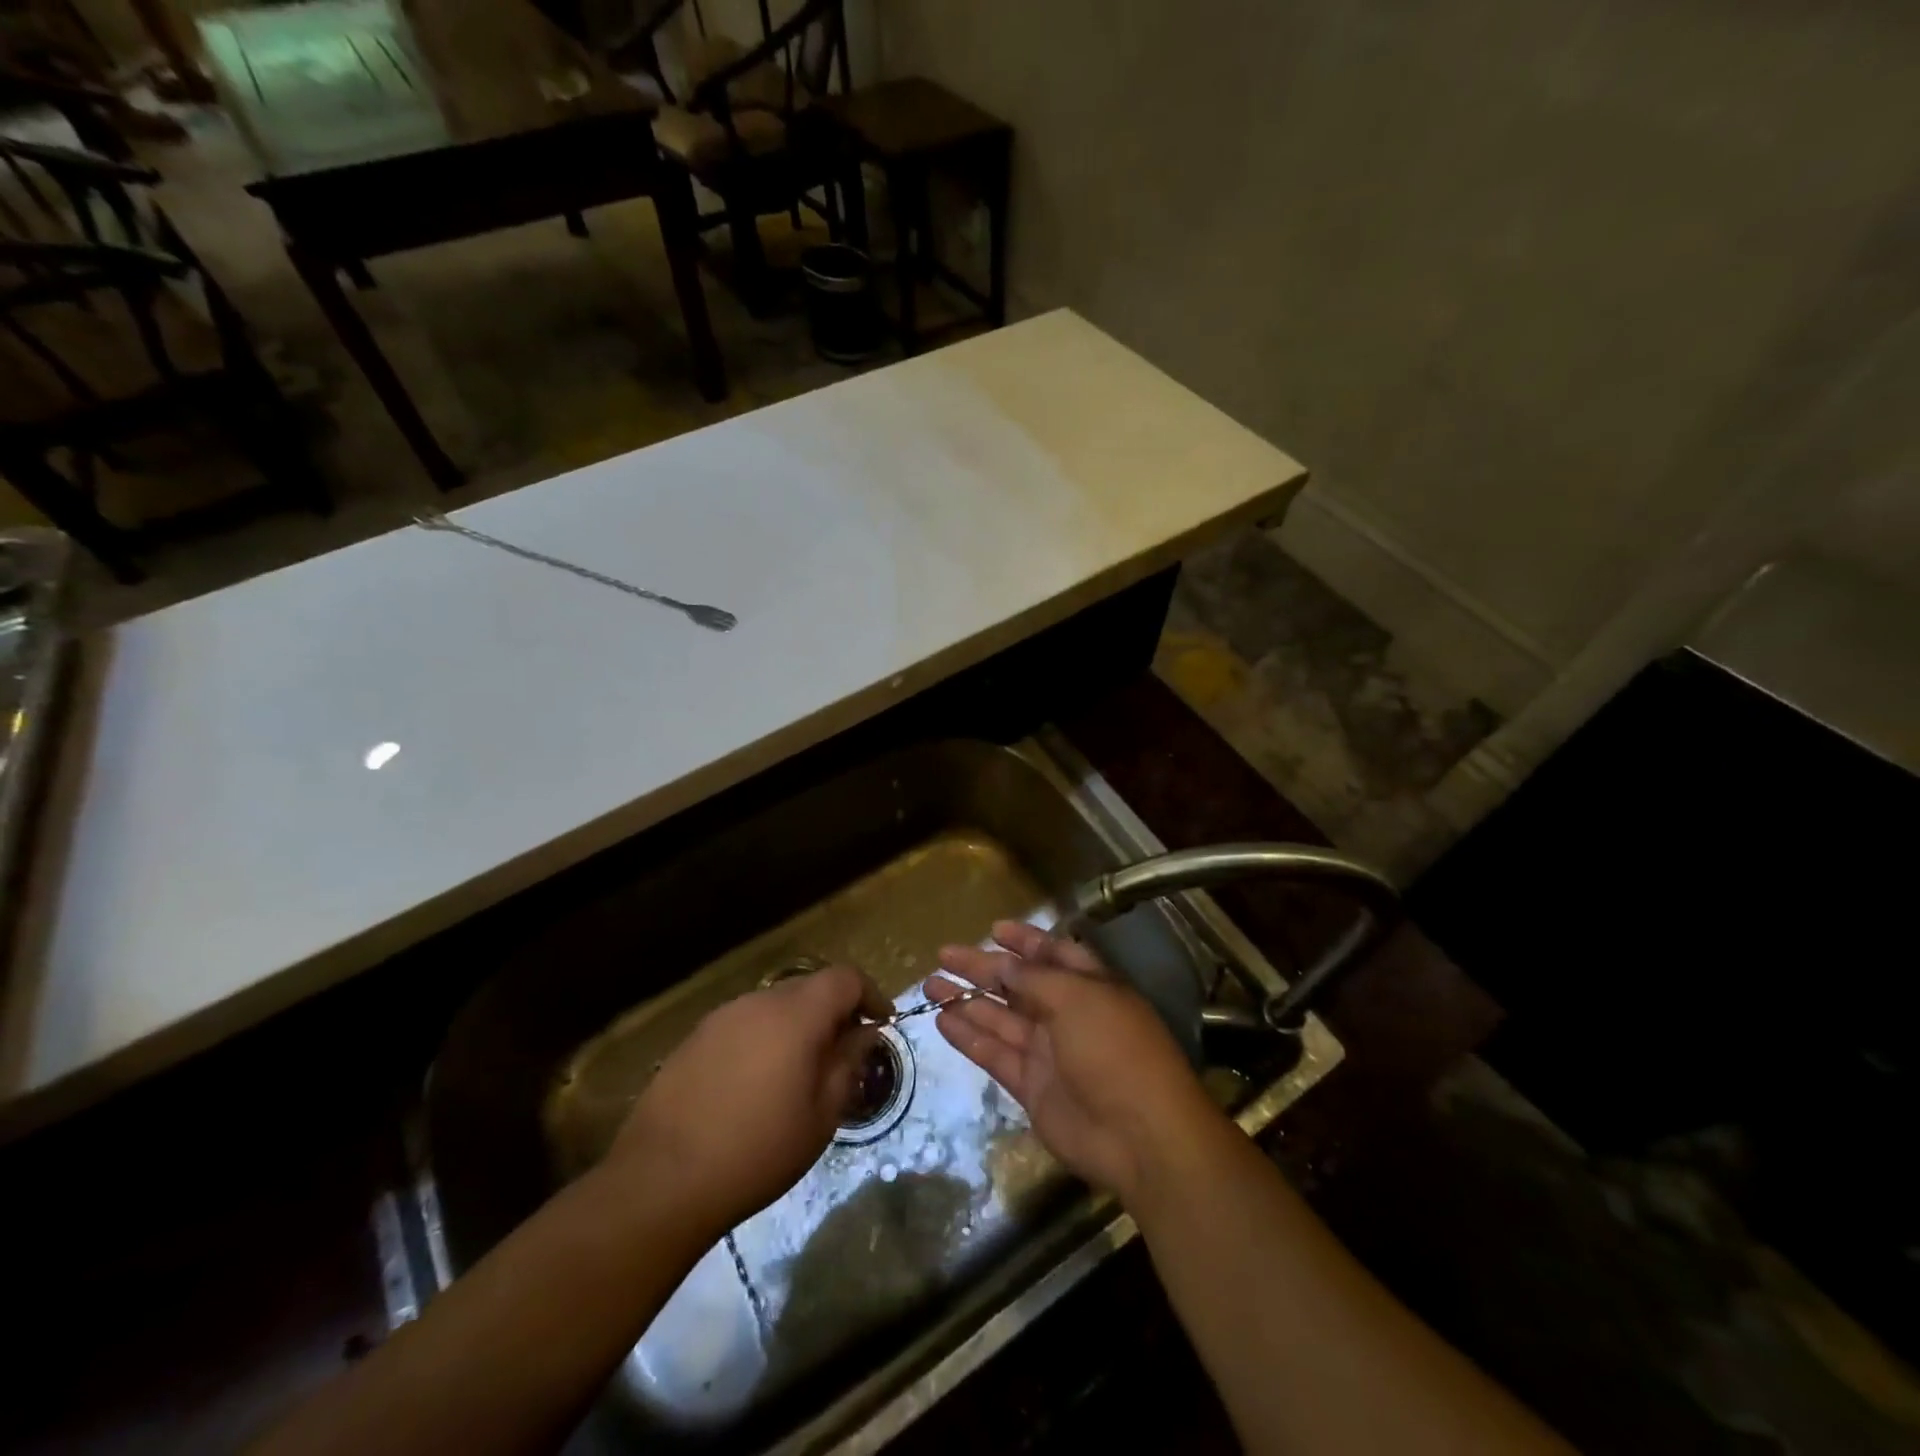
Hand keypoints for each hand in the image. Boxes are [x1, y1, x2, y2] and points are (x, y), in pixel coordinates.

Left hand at [607, 966, 888, 1235]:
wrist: (662, 1181)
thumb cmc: (758, 1150)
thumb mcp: (822, 1114)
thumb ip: (848, 1063)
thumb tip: (865, 1033)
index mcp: (796, 1013)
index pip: (845, 978)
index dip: (871, 995)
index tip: (881, 1025)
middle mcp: (759, 1001)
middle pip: (810, 988)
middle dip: (834, 1012)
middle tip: (843, 1054)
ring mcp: (721, 1017)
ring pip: (775, 1006)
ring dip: (797, 1027)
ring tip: (799, 1073)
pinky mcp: (694, 1039)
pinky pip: (744, 1025)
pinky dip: (764, 1040)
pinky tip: (755, 1085)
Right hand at [928, 921, 1219, 1203]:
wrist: (1138, 1135)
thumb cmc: (1114, 1049)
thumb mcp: (1078, 998)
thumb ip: (1035, 979)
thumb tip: (1003, 963)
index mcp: (1090, 986)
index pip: (1053, 955)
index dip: (1025, 941)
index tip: (993, 929)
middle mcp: (1067, 1014)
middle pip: (1018, 985)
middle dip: (983, 968)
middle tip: (944, 955)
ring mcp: (1048, 1052)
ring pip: (1000, 1018)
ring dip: (967, 1000)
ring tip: (930, 985)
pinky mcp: (1031, 1086)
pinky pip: (995, 1054)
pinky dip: (969, 1037)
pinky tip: (942, 1020)